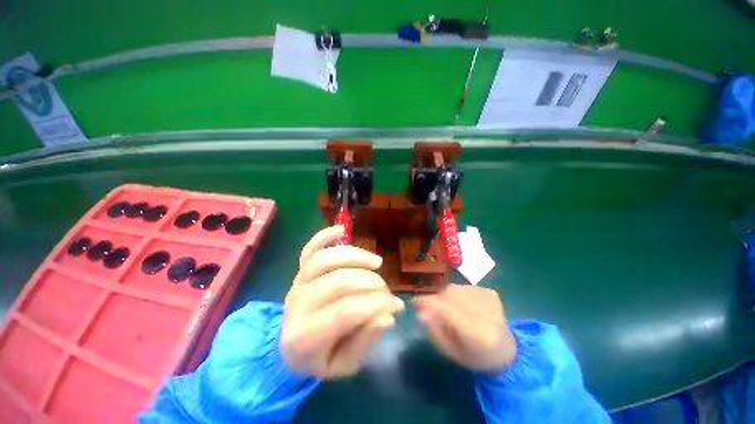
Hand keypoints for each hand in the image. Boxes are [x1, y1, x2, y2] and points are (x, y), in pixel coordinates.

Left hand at [281, 226, 403, 378]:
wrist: (290, 348)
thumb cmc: (319, 358)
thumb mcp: (343, 364)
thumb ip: (364, 341)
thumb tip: (387, 315)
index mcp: (303, 338)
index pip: (343, 312)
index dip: (374, 304)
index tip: (395, 303)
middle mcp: (296, 304)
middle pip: (337, 282)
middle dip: (370, 282)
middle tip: (387, 289)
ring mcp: (297, 283)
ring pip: (325, 259)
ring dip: (355, 256)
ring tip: (377, 262)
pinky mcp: (299, 270)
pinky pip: (309, 248)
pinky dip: (324, 235)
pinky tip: (342, 228)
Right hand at [412, 284, 516, 373]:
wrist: (506, 351)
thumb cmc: (475, 357)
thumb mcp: (451, 352)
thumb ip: (435, 332)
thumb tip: (420, 312)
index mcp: (477, 335)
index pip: (447, 311)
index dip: (427, 304)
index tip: (413, 303)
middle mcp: (485, 313)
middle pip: (450, 295)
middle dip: (436, 300)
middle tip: (431, 309)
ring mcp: (490, 300)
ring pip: (456, 288)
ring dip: (447, 296)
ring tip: (451, 309)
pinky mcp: (491, 292)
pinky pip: (465, 287)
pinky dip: (459, 294)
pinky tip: (465, 306)